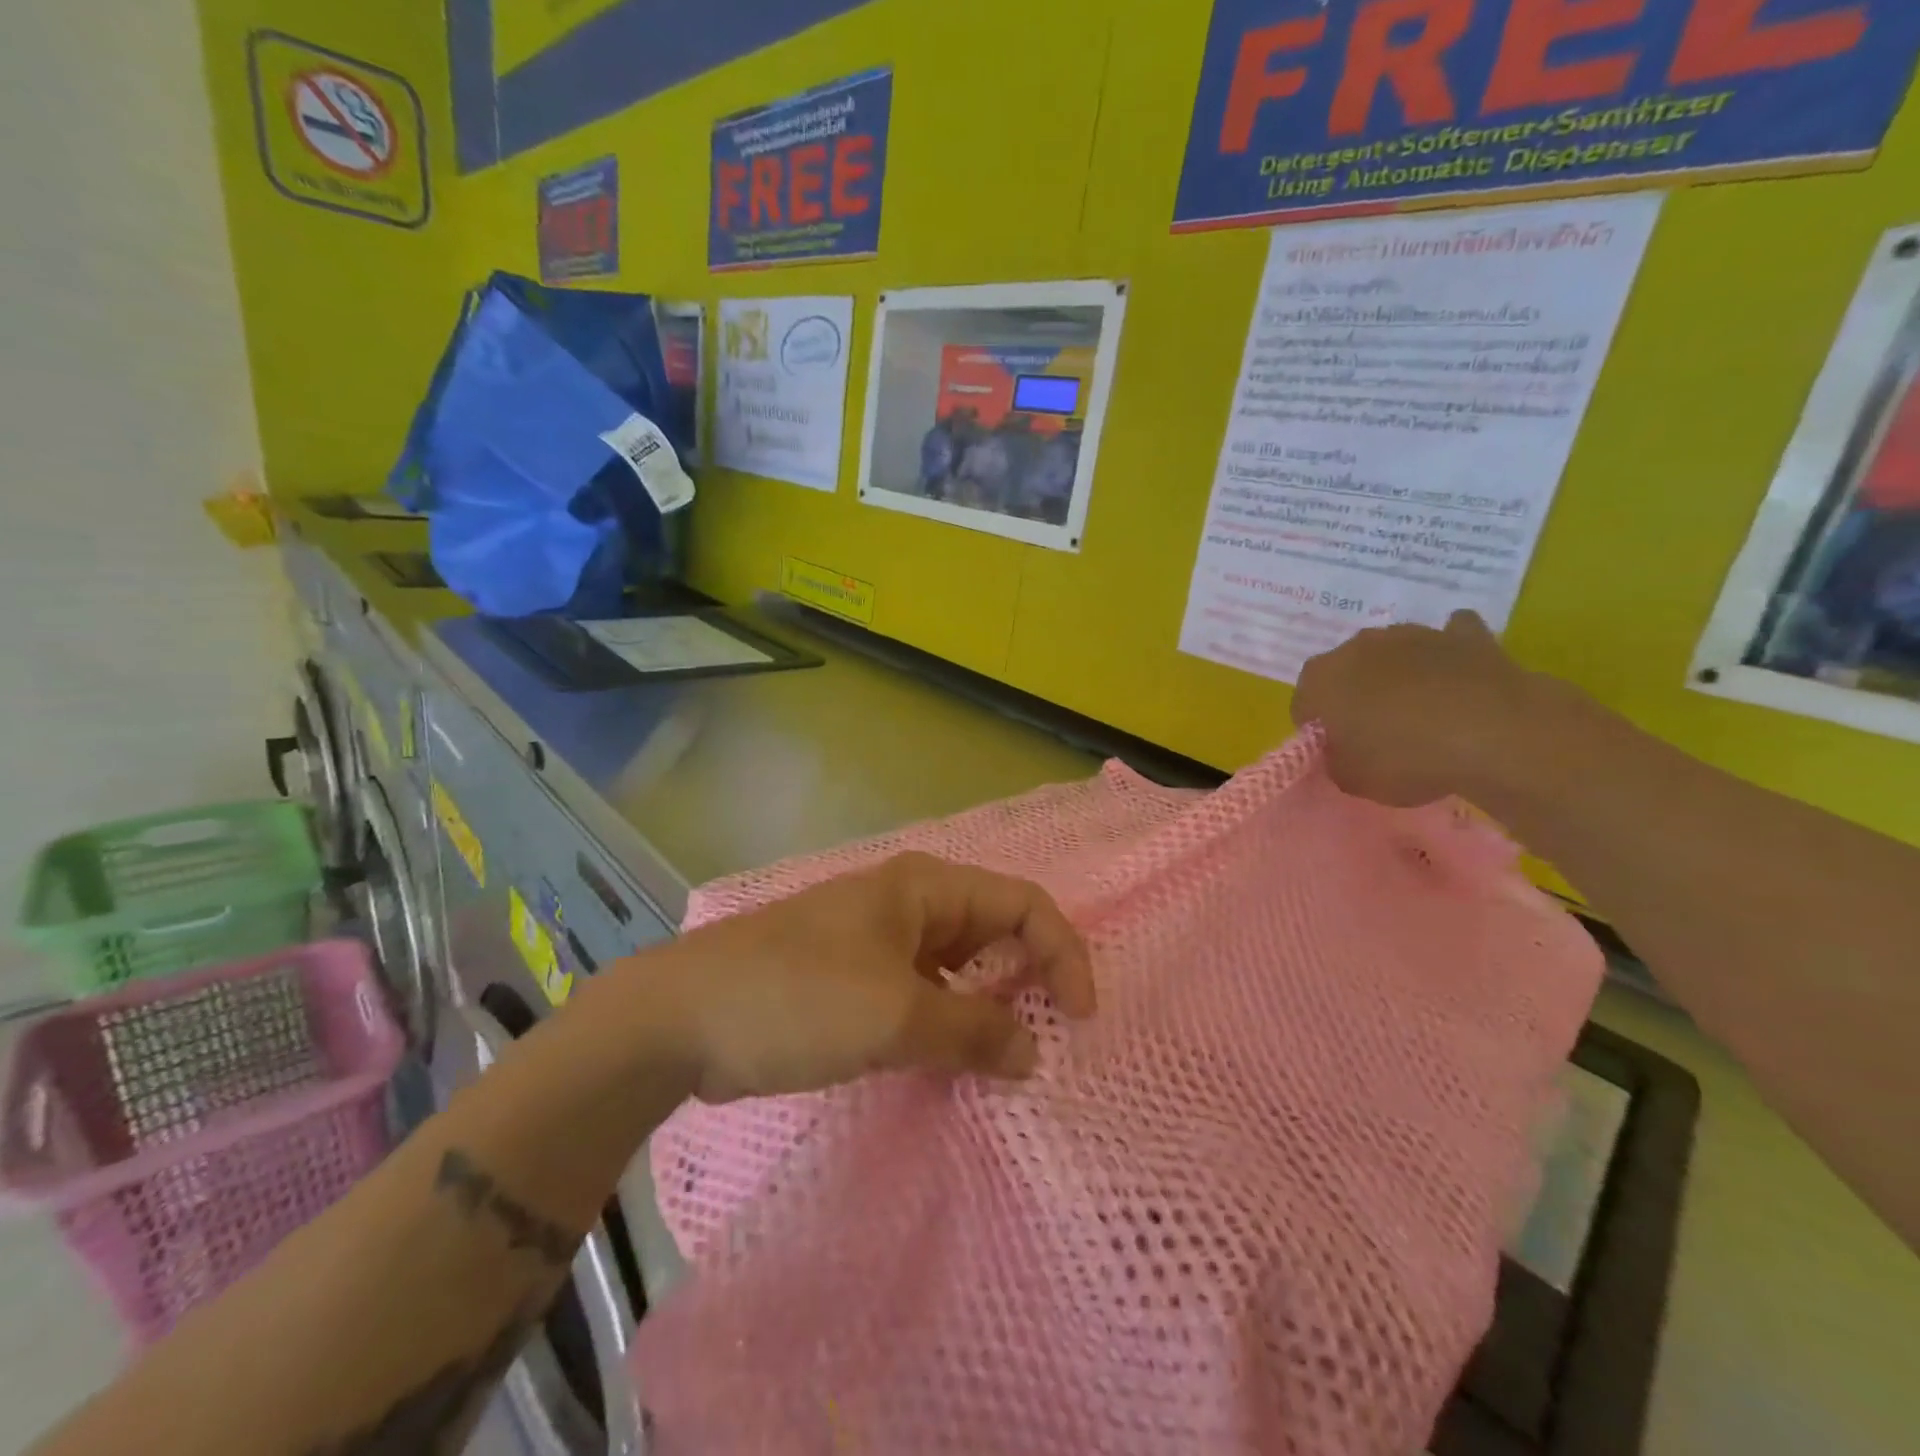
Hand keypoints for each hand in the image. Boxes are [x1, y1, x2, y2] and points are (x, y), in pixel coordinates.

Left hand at [653, 853, 1096, 1101]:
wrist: (683, 1018)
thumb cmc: (797, 997)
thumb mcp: (895, 1017)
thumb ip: (972, 1033)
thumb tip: (1030, 1054)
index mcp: (925, 887)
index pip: (1022, 903)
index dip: (1062, 952)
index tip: (1081, 1017)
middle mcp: (908, 903)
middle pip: (994, 929)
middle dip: (1030, 977)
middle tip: (1052, 1037)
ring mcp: (879, 940)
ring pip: (958, 965)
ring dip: (988, 1005)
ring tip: (1008, 1057)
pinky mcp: (855, 977)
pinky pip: (923, 993)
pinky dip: (947, 1022)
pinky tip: (952, 1060)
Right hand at [1293, 611, 1575, 806]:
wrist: (1495, 733)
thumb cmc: (1404, 758)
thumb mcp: (1352, 780)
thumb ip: (1336, 761)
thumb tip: (1342, 751)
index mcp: (1320, 678)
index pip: (1303, 703)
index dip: (1317, 729)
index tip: (1337, 752)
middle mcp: (1359, 646)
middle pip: (1346, 671)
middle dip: (1354, 696)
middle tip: (1375, 734)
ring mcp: (1414, 634)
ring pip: (1394, 654)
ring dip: (1399, 677)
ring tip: (1422, 715)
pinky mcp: (1466, 635)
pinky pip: (1450, 640)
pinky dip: (1449, 657)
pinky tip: (1458, 679)